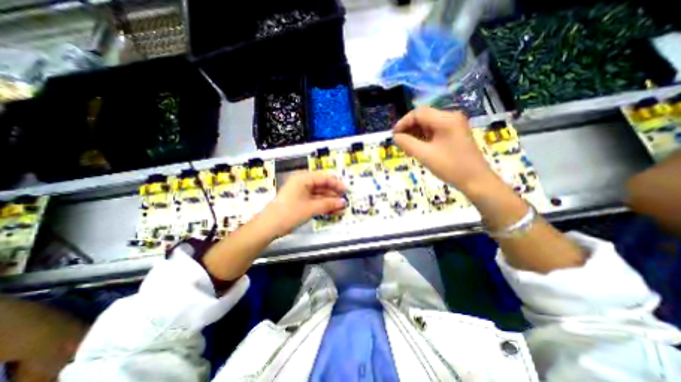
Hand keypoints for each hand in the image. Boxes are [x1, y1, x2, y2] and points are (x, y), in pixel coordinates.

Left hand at [262, 170, 345, 235]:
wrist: (269, 226)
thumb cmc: (289, 213)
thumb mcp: (311, 208)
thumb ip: (328, 204)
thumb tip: (343, 203)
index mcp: (303, 178)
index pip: (324, 178)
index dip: (336, 183)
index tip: (346, 190)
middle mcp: (302, 182)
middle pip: (322, 185)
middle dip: (334, 194)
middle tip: (345, 201)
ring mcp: (301, 192)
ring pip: (319, 194)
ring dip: (330, 201)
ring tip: (341, 208)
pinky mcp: (300, 201)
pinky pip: (315, 201)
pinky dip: (323, 206)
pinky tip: (332, 211)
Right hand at [391, 107, 498, 191]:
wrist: (476, 180)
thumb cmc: (450, 167)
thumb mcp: (425, 155)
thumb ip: (407, 143)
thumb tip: (395, 136)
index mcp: (446, 119)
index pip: (418, 113)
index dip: (403, 123)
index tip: (394, 136)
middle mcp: (451, 117)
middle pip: (423, 117)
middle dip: (409, 129)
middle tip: (400, 143)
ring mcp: (454, 125)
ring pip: (428, 124)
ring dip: (415, 134)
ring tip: (408, 148)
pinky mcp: (454, 133)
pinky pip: (434, 131)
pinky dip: (424, 138)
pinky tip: (418, 148)